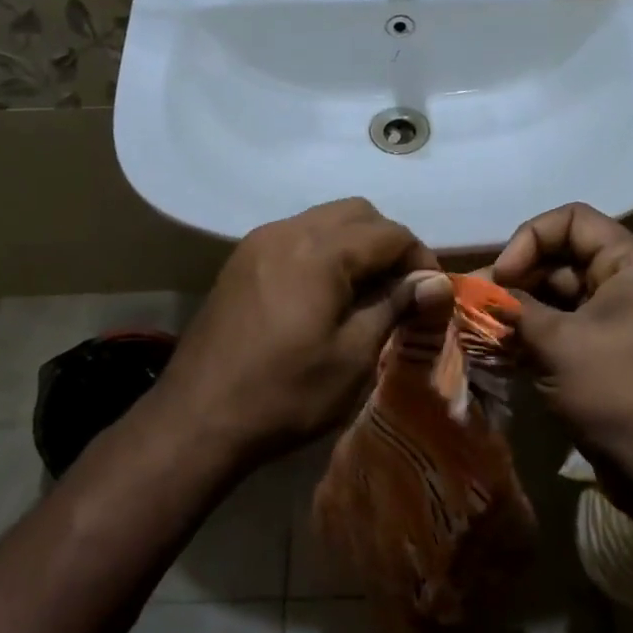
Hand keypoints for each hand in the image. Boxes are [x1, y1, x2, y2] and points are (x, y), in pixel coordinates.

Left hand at [157, 198, 452, 463]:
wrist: (197, 419)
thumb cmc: (286, 393)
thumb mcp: (354, 356)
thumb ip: (395, 306)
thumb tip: (435, 281)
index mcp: (319, 251)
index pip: (389, 233)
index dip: (420, 259)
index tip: (431, 295)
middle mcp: (287, 231)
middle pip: (356, 213)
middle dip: (387, 243)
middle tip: (401, 289)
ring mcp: (258, 243)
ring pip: (323, 221)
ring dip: (354, 245)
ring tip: (366, 292)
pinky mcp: (240, 262)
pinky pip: (295, 237)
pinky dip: (322, 252)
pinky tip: (325, 294)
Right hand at [492, 203, 632, 511]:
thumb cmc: (616, 392)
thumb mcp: (556, 343)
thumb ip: (512, 308)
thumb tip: (474, 292)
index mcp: (631, 264)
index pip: (572, 220)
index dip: (530, 239)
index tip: (503, 278)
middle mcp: (629, 283)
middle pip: (563, 257)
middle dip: (517, 278)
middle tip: (477, 306)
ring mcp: (620, 320)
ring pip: (560, 296)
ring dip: (520, 309)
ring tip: (480, 329)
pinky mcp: (609, 352)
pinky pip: (566, 327)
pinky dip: (534, 334)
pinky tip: (499, 349)